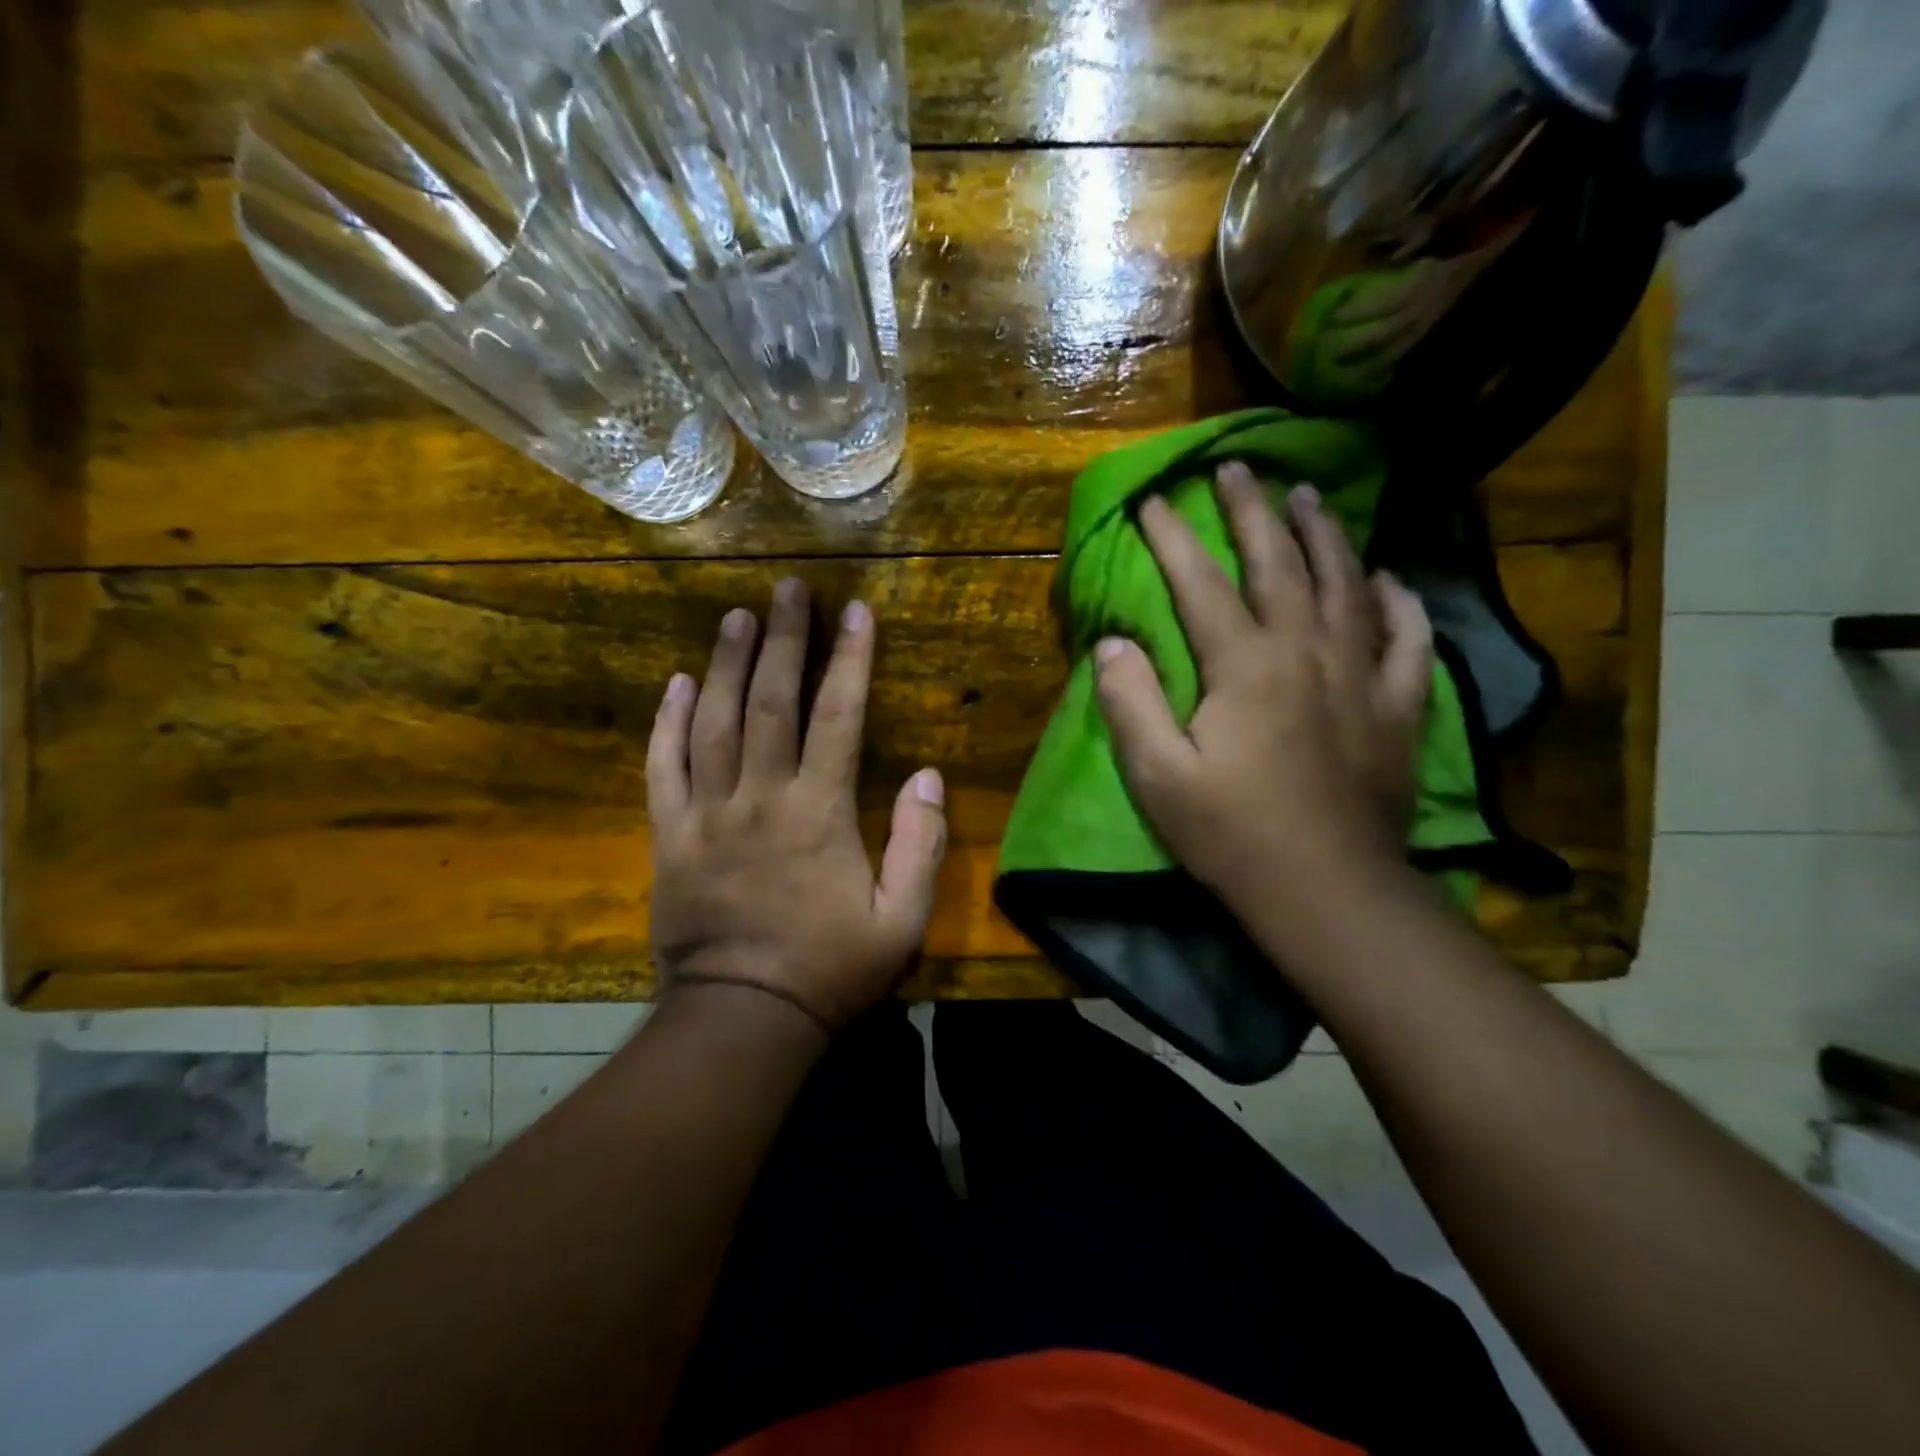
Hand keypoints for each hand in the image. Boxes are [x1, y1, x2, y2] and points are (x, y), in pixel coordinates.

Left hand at [646, 579, 947, 1032]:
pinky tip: (677, 682)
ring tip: (737, 616)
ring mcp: (706, 813)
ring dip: (727, 663)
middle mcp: (760, 797)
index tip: (855, 612)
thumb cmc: (829, 968)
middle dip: (784, 640)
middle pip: (771, 702)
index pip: (838, 717)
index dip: (849, 660)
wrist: (742, 1016)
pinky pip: (663, 766)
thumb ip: (919, 844)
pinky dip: (668, 721)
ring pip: (714, 721)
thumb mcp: (901, 919)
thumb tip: (928, 775)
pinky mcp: (669, 835)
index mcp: (818, 812)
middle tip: (788, 588)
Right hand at [1094, 461, 1432, 913]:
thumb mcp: (1157, 776)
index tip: (1154, 500)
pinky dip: (1399, 602)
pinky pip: (1406, 639)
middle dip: (1253, 511)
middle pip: (1280, 563)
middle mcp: (1306, 651)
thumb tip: (1112, 643)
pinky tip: (1389, 579)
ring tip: (1308, 496)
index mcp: (1244, 665)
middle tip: (1239, 467)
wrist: (1327, 890)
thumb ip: (1130, 702)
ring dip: (1324, 535)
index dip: (1174, 537)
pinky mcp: (1398, 706)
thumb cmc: (1232, 834)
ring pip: (1346, 584)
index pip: (1201, 583)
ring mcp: (1361, 675)